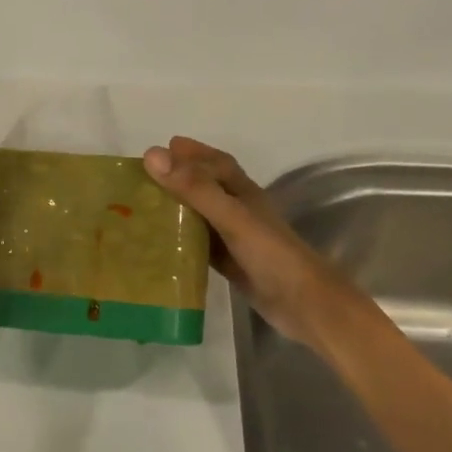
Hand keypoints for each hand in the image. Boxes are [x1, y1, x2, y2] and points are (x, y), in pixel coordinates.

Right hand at [143, 137, 335, 349]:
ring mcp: (236, 239)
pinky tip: (161, 245)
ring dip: (178, 208)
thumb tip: (153, 154)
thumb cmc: (271, 255)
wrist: (305, 305)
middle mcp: (240, 211)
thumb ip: (195, 188)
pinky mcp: (231, 264)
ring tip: (146, 206)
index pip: (217, 163)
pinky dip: (182, 240)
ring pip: (202, 216)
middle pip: (207, 187)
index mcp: (244, 193)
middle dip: (181, 177)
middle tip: (146, 177)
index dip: (194, 153)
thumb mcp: (232, 217)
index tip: (164, 146)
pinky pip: (201, 245)